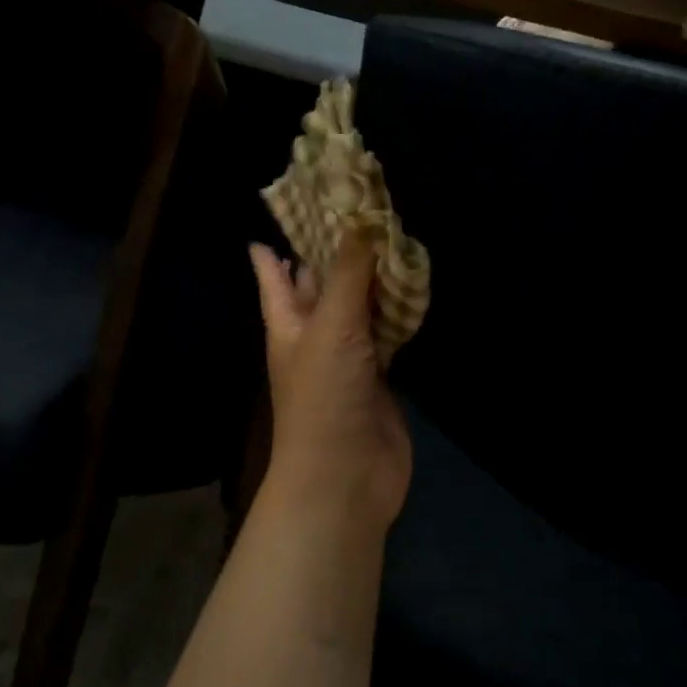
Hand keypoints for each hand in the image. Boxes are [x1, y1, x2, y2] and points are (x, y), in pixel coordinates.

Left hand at [250, 231, 412, 531]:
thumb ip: (348, 273)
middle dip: (330, 254)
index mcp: (287, 323)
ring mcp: (349, 355)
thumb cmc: (323, 396)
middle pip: (318, 286)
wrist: (347, 474)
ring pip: (358, 305)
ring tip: (388, 235)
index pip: (273, 275)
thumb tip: (359, 218)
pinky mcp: (381, 373)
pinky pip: (388, 330)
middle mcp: (314, 334)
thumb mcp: (330, 326)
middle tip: (353, 211)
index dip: (274, 247)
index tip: (286, 212)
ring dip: (370, 278)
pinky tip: (412, 285)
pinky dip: (398, 309)